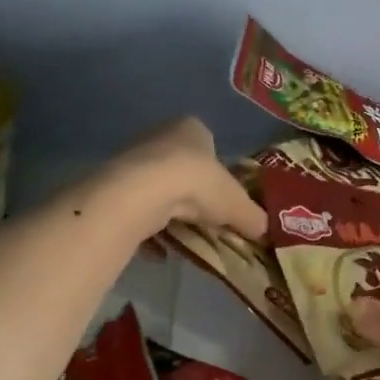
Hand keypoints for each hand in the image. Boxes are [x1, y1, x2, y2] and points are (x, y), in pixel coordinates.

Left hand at [102, 118, 266, 241]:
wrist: (145, 194)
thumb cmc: (200, 184)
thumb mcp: (238, 205)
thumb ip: (253, 216)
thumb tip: (264, 230)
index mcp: (191, 129)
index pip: (207, 143)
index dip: (216, 169)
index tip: (222, 195)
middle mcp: (159, 137)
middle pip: (180, 167)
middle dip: (192, 194)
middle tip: (205, 220)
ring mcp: (133, 161)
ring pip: (157, 189)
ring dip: (169, 214)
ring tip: (184, 238)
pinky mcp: (115, 186)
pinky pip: (136, 210)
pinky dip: (147, 231)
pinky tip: (159, 251)